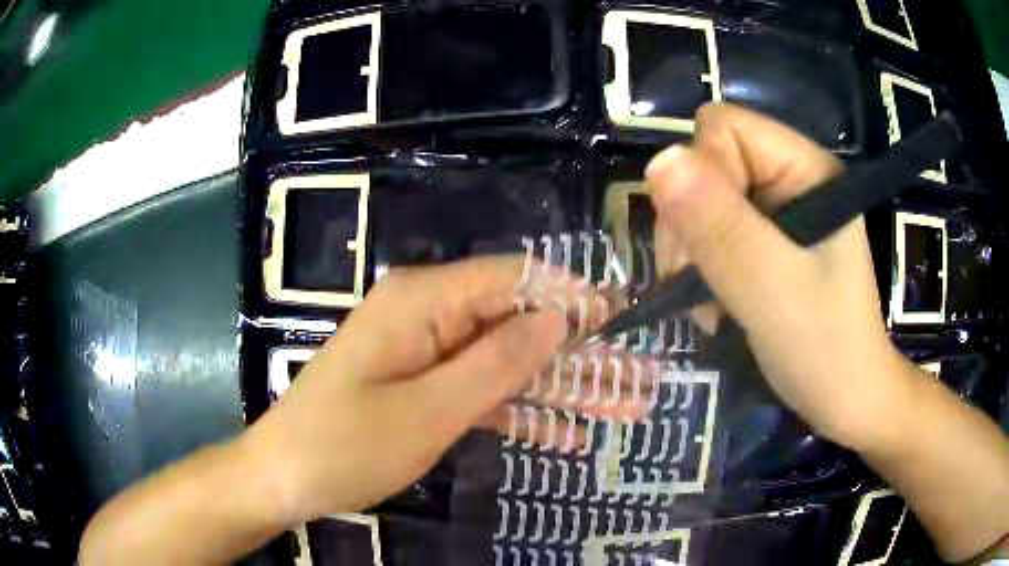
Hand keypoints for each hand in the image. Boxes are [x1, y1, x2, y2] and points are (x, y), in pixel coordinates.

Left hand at [241, 256, 649, 525]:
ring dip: (559, 388)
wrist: (285, 477)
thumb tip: (556, 319)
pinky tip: (563, 436)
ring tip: (619, 408)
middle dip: (577, 354)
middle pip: (517, 323)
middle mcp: (427, 313)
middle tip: (634, 379)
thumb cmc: (345, 446)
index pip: (513, 279)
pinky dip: (519, 411)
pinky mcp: (421, 383)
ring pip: (507, 361)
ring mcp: (425, 351)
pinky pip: (480, 390)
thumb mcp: (428, 411)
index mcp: (422, 300)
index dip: (570, 297)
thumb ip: (496, 362)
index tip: (620, 320)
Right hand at [645, 103, 910, 450]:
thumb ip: (720, 226)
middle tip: (701, 284)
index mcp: (804, 168)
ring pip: (700, 200)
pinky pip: (709, 231)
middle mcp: (789, 176)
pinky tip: (715, 304)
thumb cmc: (825, 349)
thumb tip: (659, 161)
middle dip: (692, 225)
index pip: (723, 129)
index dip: (704, 179)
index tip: (713, 245)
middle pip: (706, 163)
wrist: (847, 400)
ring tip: (711, 306)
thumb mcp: (772, 288)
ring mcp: (778, 209)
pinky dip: (701, 268)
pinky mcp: (767, 239)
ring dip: (693, 254)